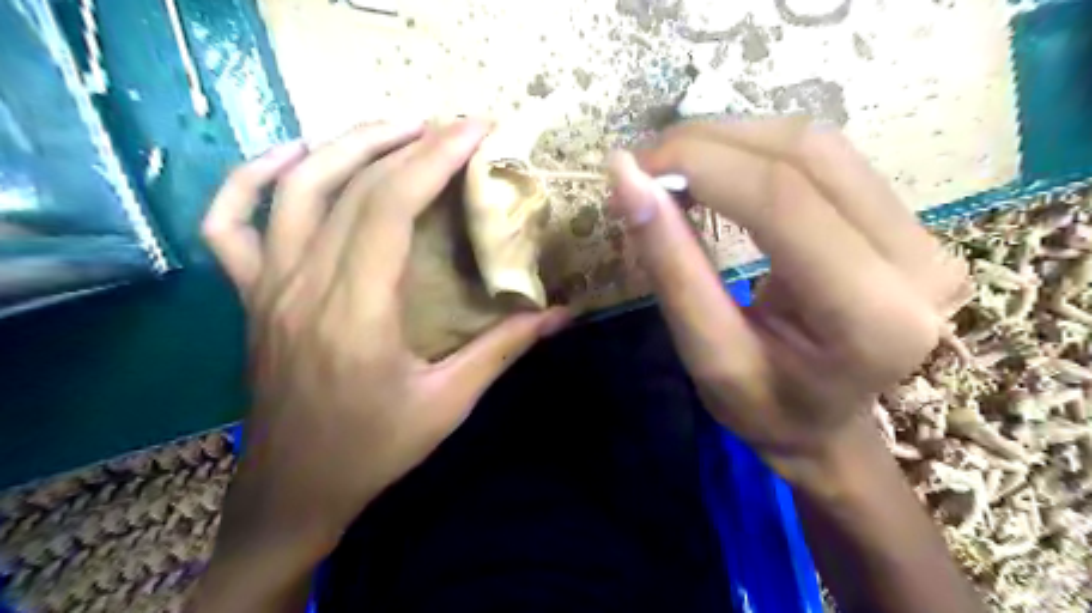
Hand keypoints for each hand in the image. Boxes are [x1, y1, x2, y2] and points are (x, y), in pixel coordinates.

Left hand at [201, 122, 572, 563]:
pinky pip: (229, 223)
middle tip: (451, 126)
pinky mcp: (249, 296)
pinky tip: (294, 158)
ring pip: (294, 189)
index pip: (389, 206)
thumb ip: (504, 349)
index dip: (433, 158)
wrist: (294, 490)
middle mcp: (303, 286)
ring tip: (396, 128)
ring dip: (345, 145)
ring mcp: (266, 287)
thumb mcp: (448, 403)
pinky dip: (252, 178)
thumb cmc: (373, 451)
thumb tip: (561, 314)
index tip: (475, 131)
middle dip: (406, 142)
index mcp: (356, 313)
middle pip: (349, 186)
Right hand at [612, 118, 966, 484]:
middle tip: (646, 165)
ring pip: (817, 144)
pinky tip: (716, 170)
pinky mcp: (906, 220)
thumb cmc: (763, 408)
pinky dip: (756, 152)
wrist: (824, 423)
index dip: (701, 166)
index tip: (634, 168)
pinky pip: (827, 158)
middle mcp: (919, 263)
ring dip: (732, 140)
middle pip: (806, 156)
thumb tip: (627, 178)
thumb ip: (670, 266)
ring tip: (673, 166)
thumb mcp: (706, 353)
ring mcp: (924, 234)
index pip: (782, 201)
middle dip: (710, 144)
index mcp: (872, 317)